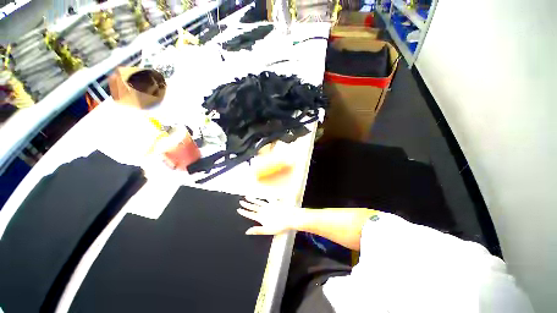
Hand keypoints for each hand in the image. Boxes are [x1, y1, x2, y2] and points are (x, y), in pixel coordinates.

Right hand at [237, 197, 301, 234]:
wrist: (290, 218)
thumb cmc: (280, 226)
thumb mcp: (267, 230)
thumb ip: (257, 230)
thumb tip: (247, 231)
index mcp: (261, 217)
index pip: (250, 214)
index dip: (244, 212)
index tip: (239, 209)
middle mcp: (264, 210)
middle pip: (253, 207)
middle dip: (246, 204)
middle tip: (240, 201)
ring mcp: (269, 205)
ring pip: (259, 202)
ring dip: (253, 199)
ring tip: (247, 196)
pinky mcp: (274, 203)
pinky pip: (269, 199)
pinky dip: (266, 197)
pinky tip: (264, 195)